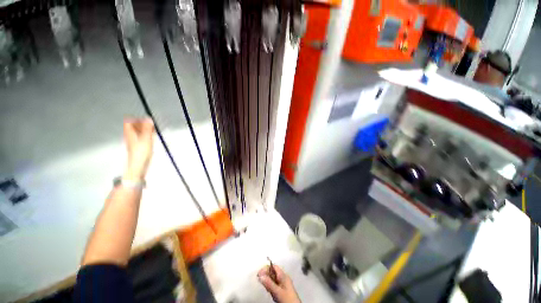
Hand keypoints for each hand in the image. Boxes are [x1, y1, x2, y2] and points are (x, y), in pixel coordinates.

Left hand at [123, 118, 154, 180]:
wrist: (138, 166)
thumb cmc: (141, 152)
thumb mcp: (146, 139)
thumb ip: (147, 129)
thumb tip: (149, 118)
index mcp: (130, 133)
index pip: (129, 122)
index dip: (137, 119)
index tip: (146, 120)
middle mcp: (130, 136)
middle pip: (134, 127)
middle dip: (143, 124)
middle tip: (152, 126)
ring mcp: (134, 142)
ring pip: (138, 132)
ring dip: (145, 130)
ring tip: (153, 132)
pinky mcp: (138, 147)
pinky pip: (141, 138)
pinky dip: (146, 136)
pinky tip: (151, 139)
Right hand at [258, 265, 300, 302]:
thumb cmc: (287, 298)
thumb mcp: (277, 291)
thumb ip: (269, 283)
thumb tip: (260, 275)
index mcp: (283, 275)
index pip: (274, 267)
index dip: (266, 268)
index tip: (259, 274)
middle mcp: (283, 278)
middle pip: (273, 272)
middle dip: (266, 275)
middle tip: (260, 280)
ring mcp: (283, 284)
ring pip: (273, 279)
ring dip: (268, 282)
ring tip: (266, 287)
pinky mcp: (282, 290)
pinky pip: (274, 285)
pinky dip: (270, 286)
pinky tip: (270, 291)